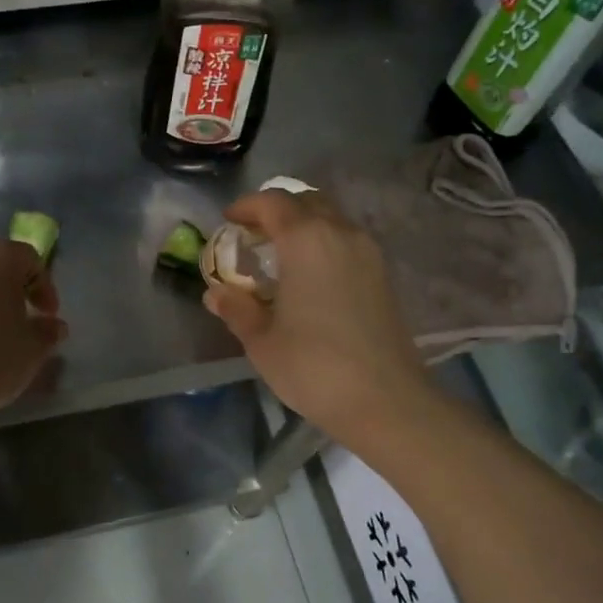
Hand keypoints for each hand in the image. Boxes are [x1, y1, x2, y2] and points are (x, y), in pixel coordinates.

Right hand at [202, 190, 426, 443]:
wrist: (385, 400)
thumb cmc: (314, 367)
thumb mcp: (261, 341)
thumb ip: (236, 309)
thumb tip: (216, 294)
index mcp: (306, 240)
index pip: (273, 202)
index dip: (247, 206)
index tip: (229, 220)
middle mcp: (341, 234)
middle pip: (307, 201)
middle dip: (277, 210)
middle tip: (253, 235)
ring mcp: (368, 253)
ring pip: (331, 219)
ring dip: (303, 226)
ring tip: (279, 256)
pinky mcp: (383, 275)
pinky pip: (346, 241)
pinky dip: (323, 244)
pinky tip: (308, 277)